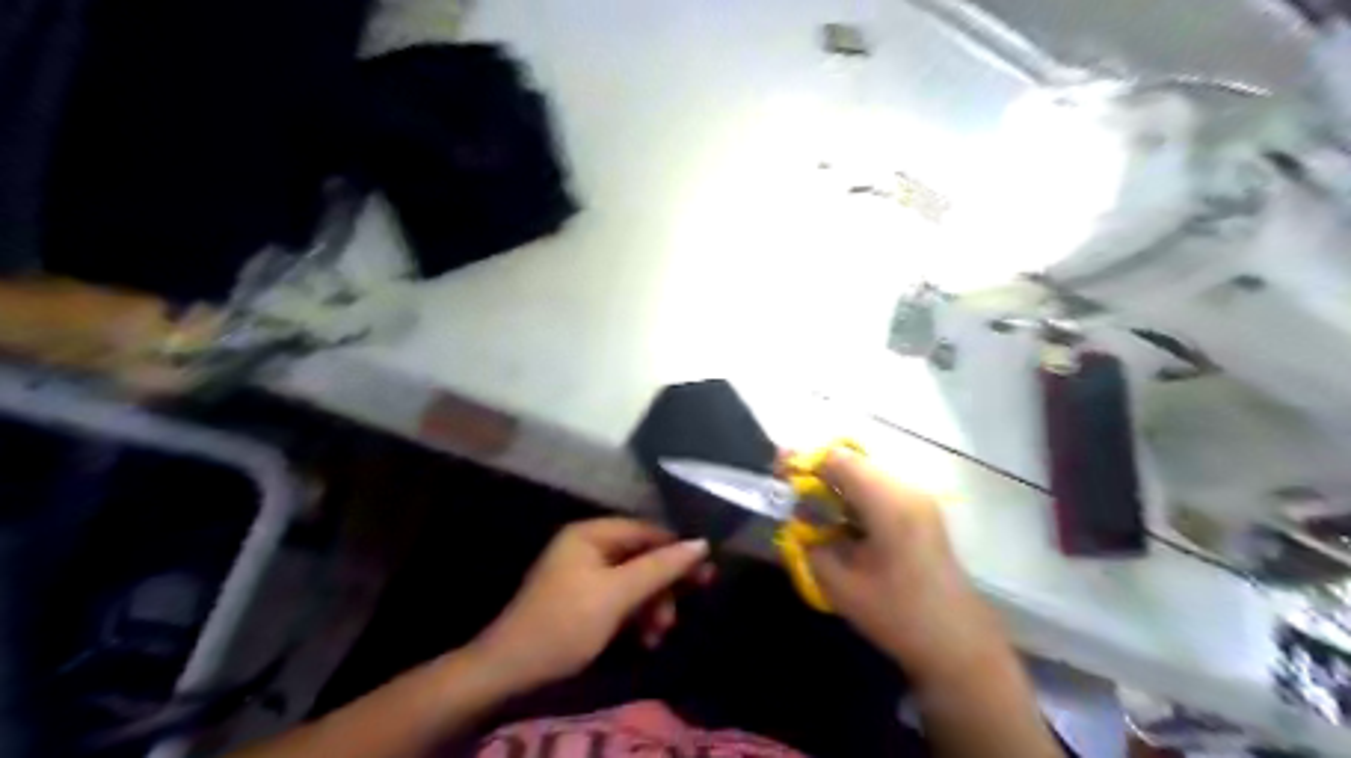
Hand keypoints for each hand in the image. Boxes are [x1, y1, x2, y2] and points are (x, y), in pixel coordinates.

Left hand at [472, 519, 709, 690]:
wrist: (510, 672)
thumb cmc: (565, 623)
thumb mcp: (617, 595)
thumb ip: (660, 567)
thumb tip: (701, 543)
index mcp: (591, 534)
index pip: (646, 531)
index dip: (676, 550)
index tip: (706, 573)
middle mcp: (588, 547)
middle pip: (641, 557)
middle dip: (662, 586)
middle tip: (679, 613)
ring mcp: (584, 574)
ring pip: (634, 581)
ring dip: (651, 606)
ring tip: (657, 634)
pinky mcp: (583, 601)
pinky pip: (620, 599)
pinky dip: (635, 617)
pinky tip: (644, 639)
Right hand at [793, 447, 1007, 682]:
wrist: (959, 644)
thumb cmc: (898, 616)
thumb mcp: (841, 586)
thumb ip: (810, 544)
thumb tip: (796, 518)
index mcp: (888, 503)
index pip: (837, 459)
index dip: (804, 463)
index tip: (778, 477)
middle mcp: (907, 490)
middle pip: (852, 462)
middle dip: (817, 474)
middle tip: (791, 496)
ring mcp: (919, 498)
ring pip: (866, 474)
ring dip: (836, 486)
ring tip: (813, 511)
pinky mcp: (923, 511)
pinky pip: (880, 489)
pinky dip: (855, 497)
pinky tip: (843, 523)